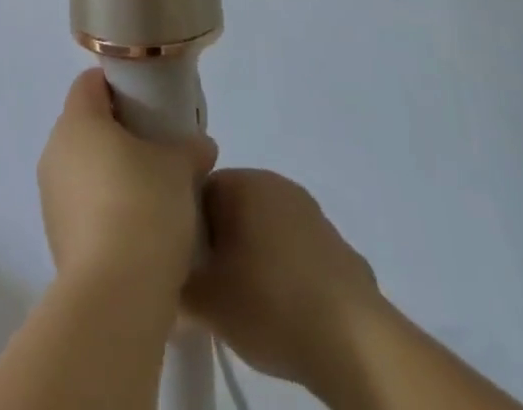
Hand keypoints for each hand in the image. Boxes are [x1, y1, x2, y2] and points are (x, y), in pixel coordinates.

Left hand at [37, 70, 216, 296]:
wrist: (114, 297)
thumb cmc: (143, 208)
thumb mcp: (179, 168)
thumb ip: (189, 148)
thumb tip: (201, 146)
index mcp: (78, 120)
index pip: (91, 83)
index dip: (118, 85)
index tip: (148, 100)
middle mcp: (55, 150)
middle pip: (86, 124)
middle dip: (119, 131)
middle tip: (156, 146)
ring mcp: (51, 196)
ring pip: (83, 167)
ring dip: (111, 172)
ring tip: (152, 192)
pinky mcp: (56, 236)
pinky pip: (82, 205)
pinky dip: (105, 207)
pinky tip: (137, 228)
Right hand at [185, 170, 385, 397]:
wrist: (353, 342)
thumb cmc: (270, 304)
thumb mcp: (206, 301)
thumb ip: (177, 284)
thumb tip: (169, 280)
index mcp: (243, 181)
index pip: (199, 191)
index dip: (188, 230)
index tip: (189, 267)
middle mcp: (277, 183)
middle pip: (233, 208)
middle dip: (222, 243)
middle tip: (214, 287)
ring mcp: (312, 213)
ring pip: (266, 229)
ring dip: (255, 257)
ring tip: (250, 304)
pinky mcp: (338, 246)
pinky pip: (297, 253)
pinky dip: (287, 274)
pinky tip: (287, 313)